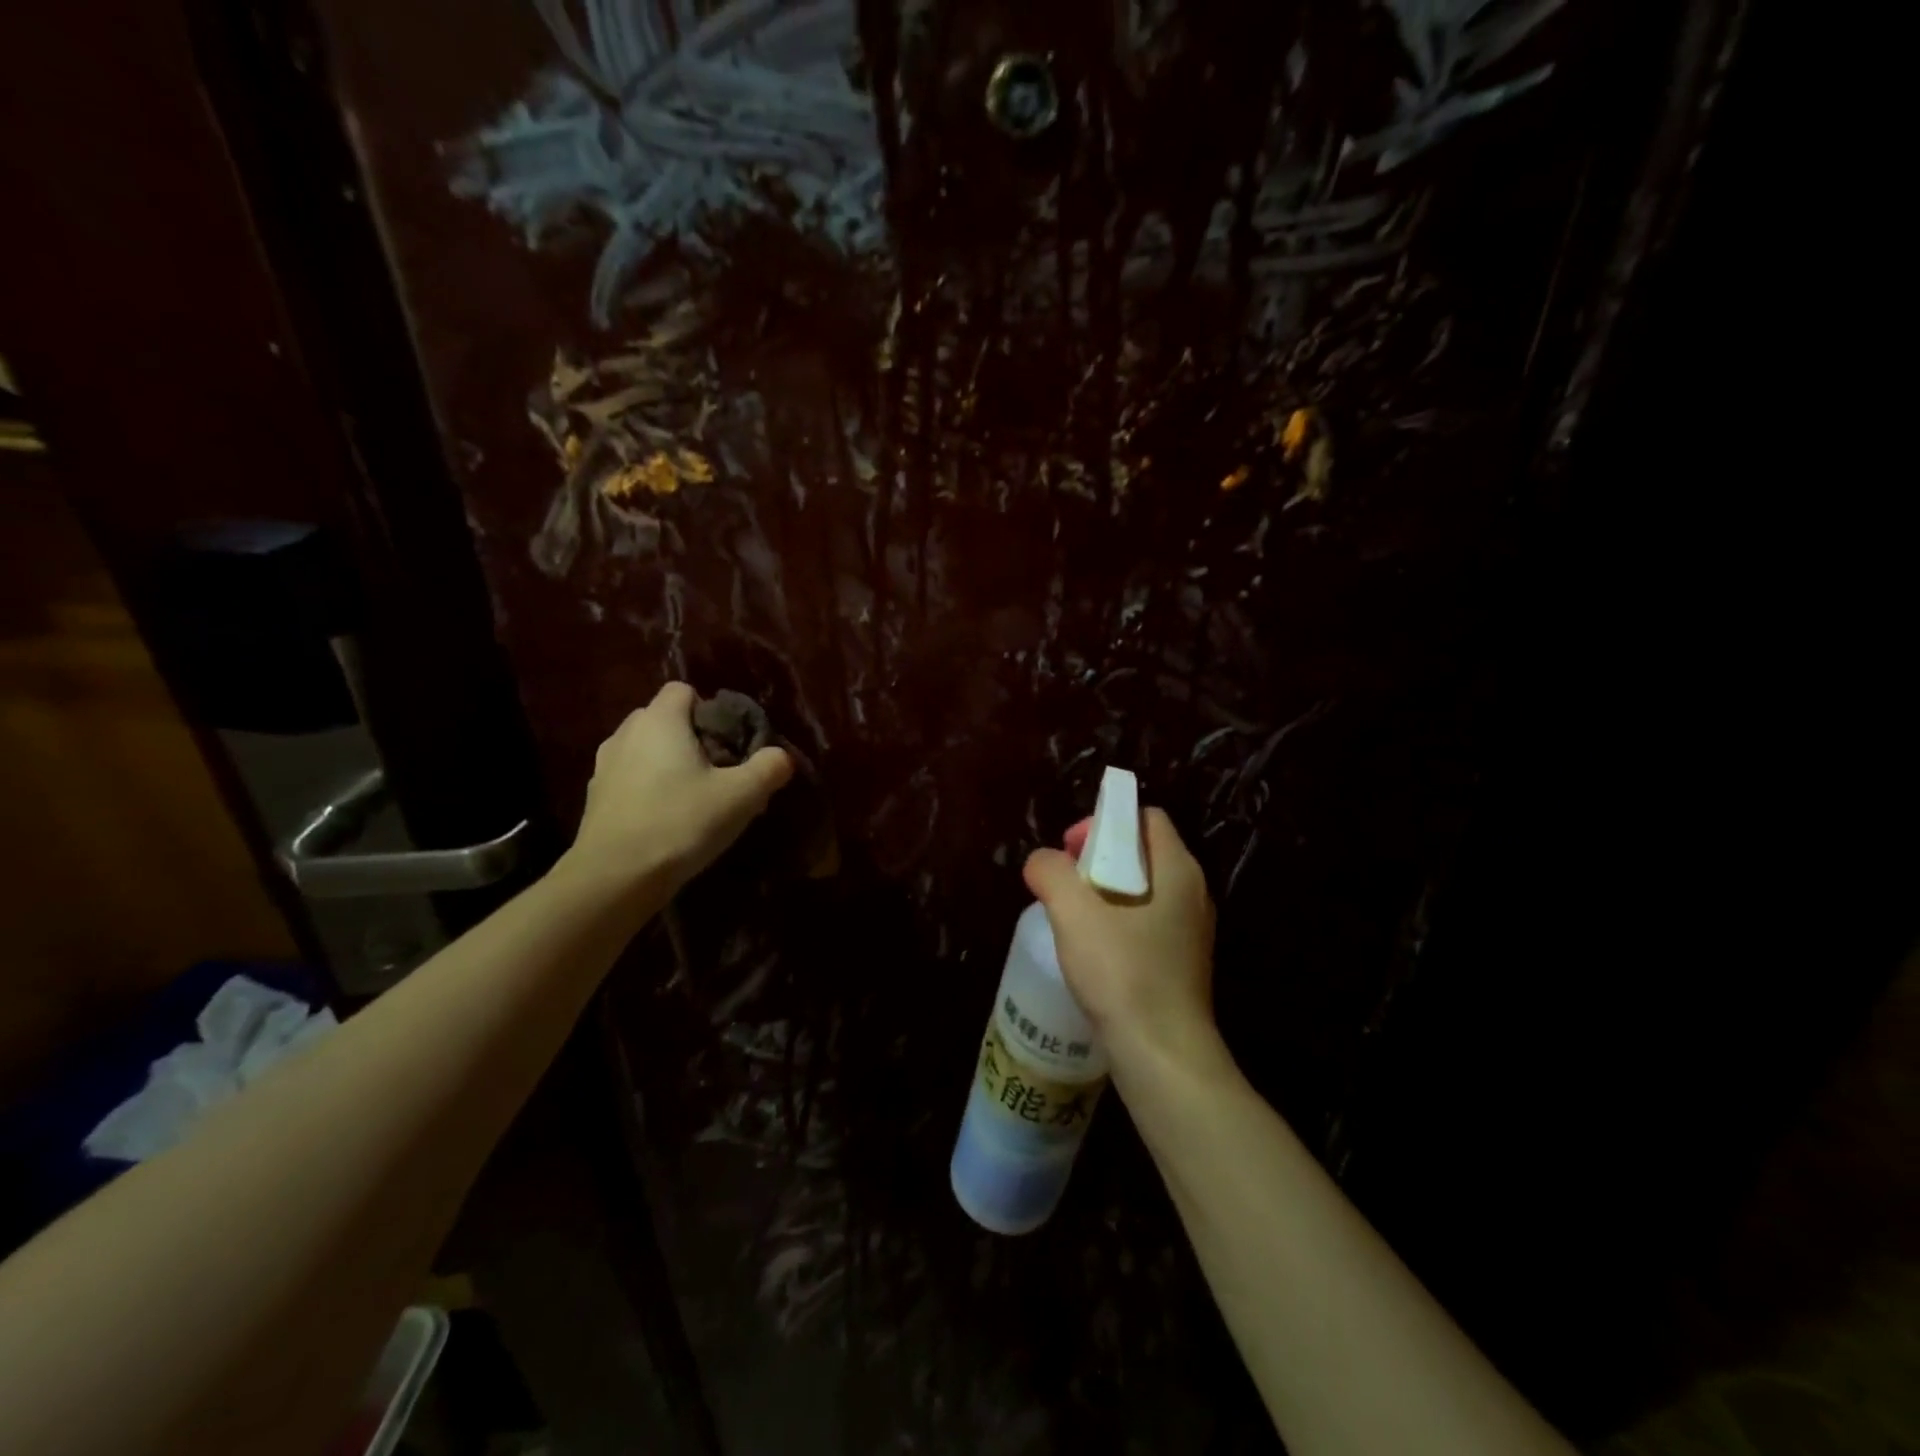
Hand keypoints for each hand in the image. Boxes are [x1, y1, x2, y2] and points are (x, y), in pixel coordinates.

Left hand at [566, 682, 792, 897]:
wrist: (614, 878)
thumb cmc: (680, 823)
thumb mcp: (741, 796)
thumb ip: (768, 768)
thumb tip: (781, 756)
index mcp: (660, 720)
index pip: (684, 690)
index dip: (711, 710)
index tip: (730, 744)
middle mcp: (626, 733)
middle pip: (665, 719)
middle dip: (692, 738)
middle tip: (720, 773)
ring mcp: (604, 766)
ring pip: (646, 750)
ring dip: (669, 765)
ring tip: (695, 799)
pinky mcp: (596, 798)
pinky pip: (631, 779)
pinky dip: (649, 789)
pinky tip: (668, 820)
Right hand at [1023, 808, 1223, 1076]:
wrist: (1162, 1055)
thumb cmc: (1122, 973)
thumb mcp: (1073, 912)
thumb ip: (1051, 873)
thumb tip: (1042, 863)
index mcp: (1177, 869)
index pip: (1145, 817)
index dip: (1105, 822)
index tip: (1071, 850)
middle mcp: (1193, 893)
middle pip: (1142, 852)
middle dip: (1098, 858)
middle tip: (1065, 884)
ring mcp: (1191, 931)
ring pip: (1143, 891)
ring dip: (1104, 894)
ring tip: (1072, 919)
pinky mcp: (1182, 963)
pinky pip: (1147, 924)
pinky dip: (1117, 924)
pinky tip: (1092, 953)